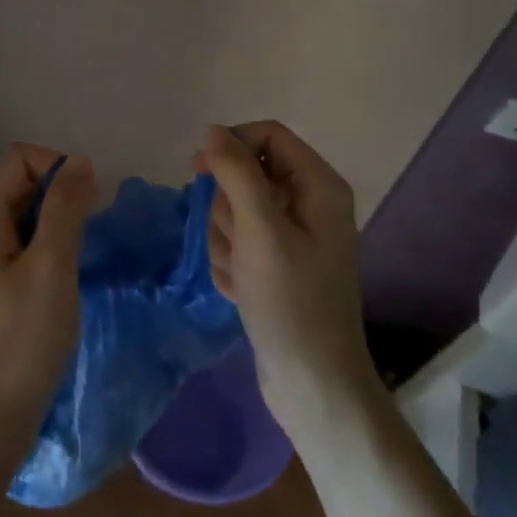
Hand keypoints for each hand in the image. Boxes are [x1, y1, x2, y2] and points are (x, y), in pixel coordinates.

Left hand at [0, 145, 96, 454]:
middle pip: (21, 184)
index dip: (58, 167)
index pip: (21, 158)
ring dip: (57, 224)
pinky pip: (22, 246)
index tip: (89, 203)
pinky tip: (65, 278)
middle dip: (60, 195)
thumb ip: (65, 208)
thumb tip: (79, 162)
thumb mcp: (52, 267)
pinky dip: (47, 249)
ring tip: (81, 255)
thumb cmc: (21, 340)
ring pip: (24, 217)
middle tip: (91, 231)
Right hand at [197, 122, 378, 442]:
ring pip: (236, 209)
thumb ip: (237, 173)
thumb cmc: (290, 302)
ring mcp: (293, 236)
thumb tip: (213, 131)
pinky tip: (242, 291)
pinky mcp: (277, 264)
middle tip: (237, 242)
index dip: (230, 145)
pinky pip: (239, 241)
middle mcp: (310, 203)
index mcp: (319, 185)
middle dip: (228, 207)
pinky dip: (232, 262)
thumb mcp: (260, 230)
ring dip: (226, 239)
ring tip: (241, 275)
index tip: (197, 170)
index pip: (268, 134)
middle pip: (247, 173)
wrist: (311, 385)